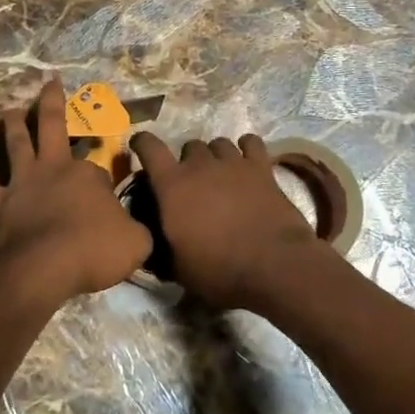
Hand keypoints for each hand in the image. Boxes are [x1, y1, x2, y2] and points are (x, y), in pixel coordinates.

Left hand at [0, 78, 151, 299]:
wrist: (45, 269)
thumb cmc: (94, 252)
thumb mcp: (136, 242)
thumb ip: (137, 229)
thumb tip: (136, 227)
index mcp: (87, 174)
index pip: (98, 166)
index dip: (104, 175)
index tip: (109, 190)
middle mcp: (53, 169)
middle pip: (52, 126)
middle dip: (52, 102)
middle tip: (48, 81)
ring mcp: (23, 183)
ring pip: (16, 144)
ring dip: (11, 125)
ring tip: (7, 108)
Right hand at [129, 132, 324, 310]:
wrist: (274, 266)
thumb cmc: (219, 270)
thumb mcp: (178, 268)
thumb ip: (163, 246)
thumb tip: (156, 242)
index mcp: (172, 185)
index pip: (149, 147)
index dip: (142, 143)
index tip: (140, 147)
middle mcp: (199, 165)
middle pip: (189, 146)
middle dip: (188, 161)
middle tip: (193, 184)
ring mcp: (232, 163)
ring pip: (218, 143)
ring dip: (216, 155)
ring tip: (221, 174)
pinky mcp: (261, 167)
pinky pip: (251, 143)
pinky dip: (246, 148)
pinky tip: (247, 161)